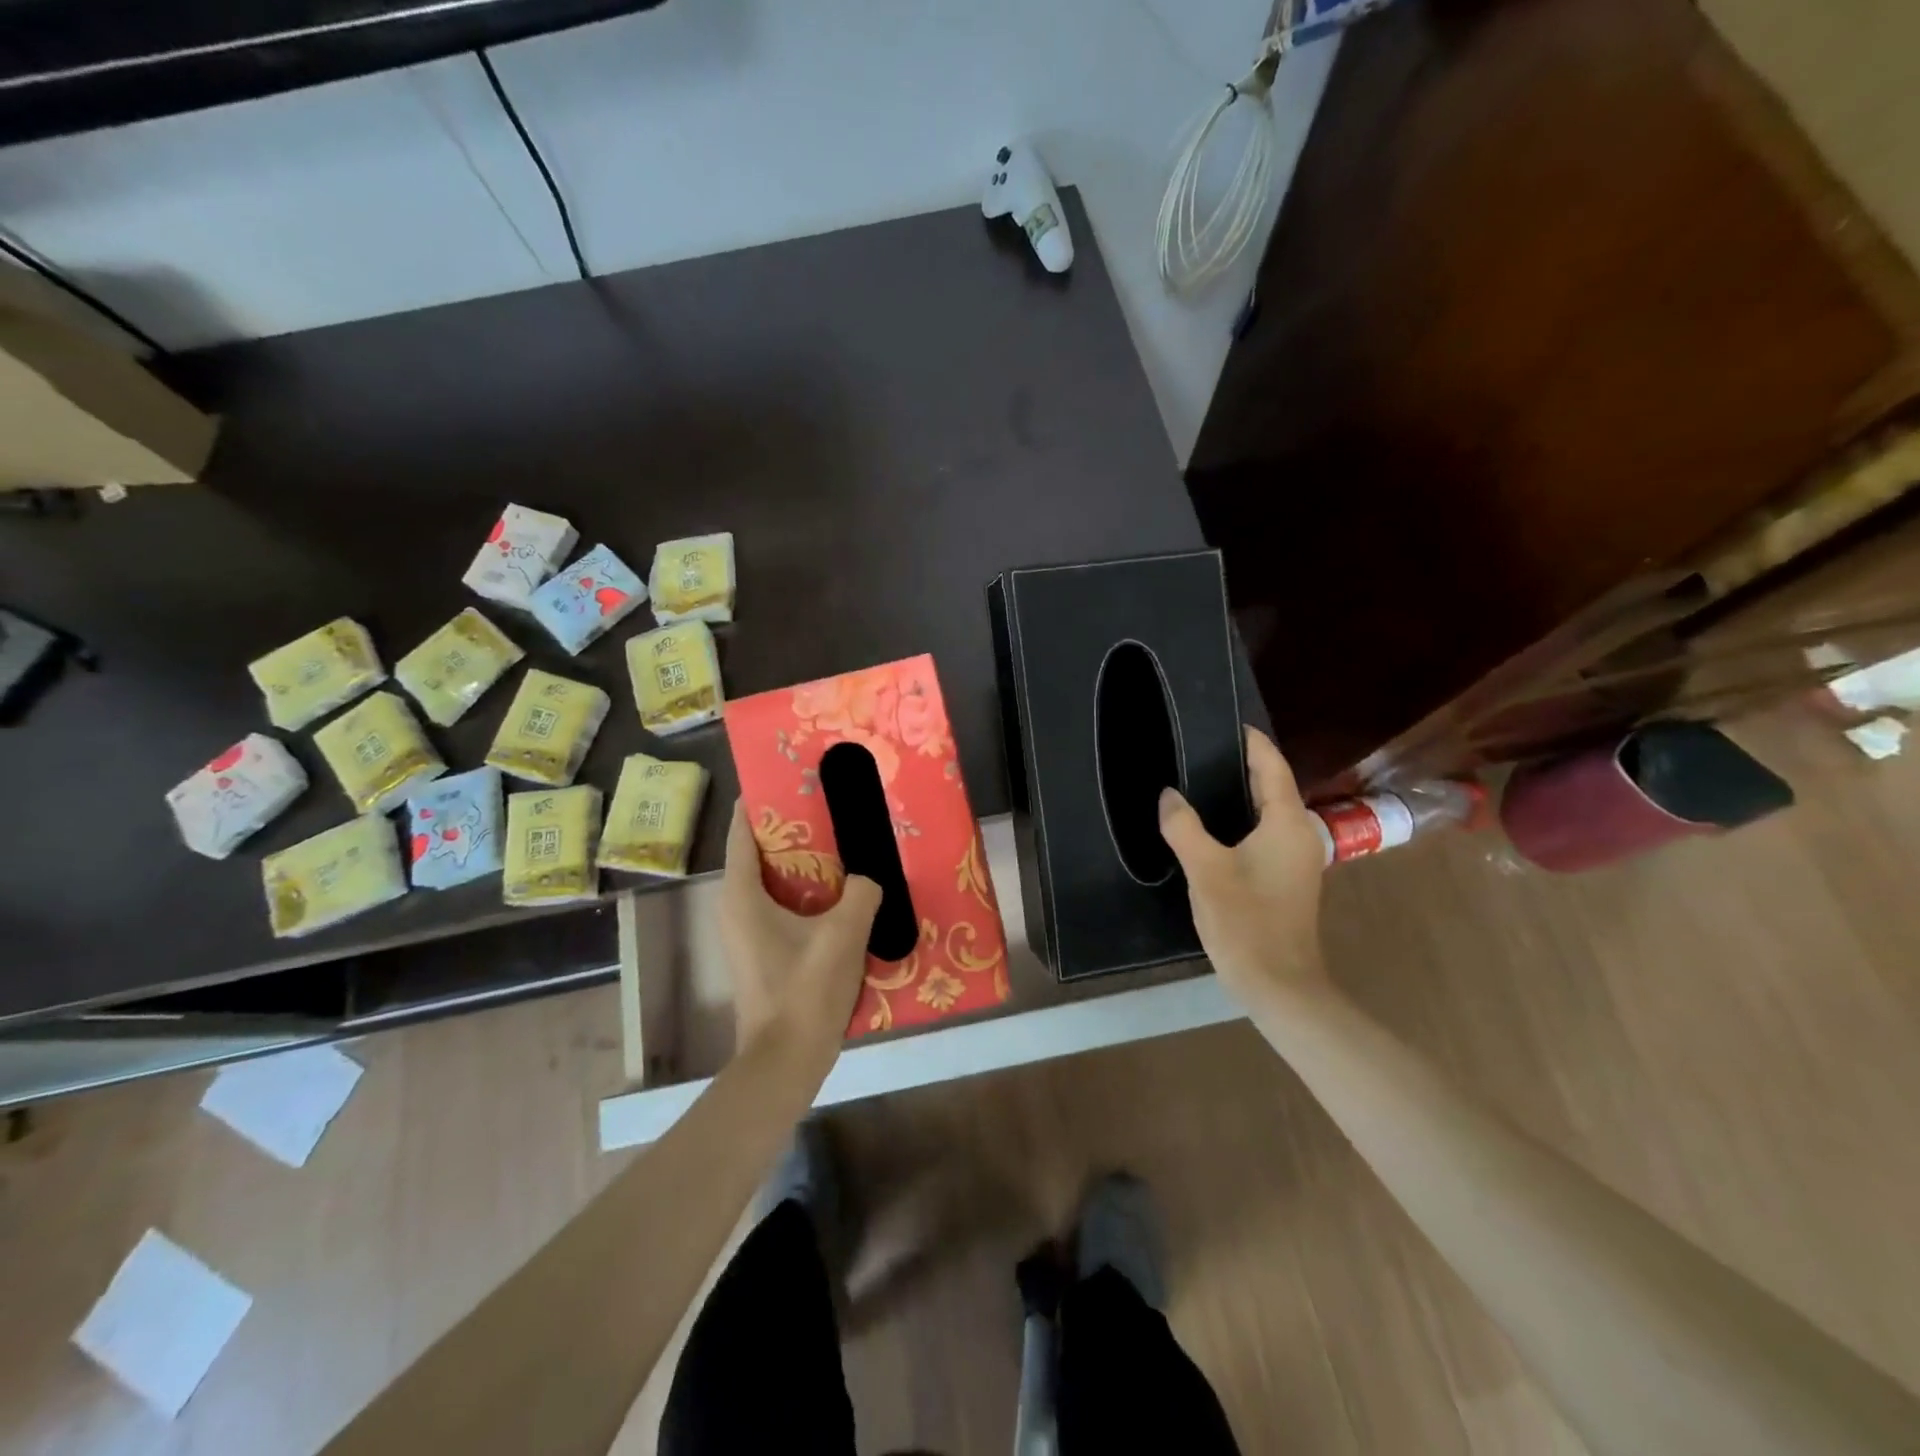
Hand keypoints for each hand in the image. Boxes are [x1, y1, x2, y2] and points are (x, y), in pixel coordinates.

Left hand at [719, 800, 882, 1062]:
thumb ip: (862, 892)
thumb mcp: (844, 933)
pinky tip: (845, 891)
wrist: (786, 1059)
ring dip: (805, 862)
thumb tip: (869, 877)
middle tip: (831, 804)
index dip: (762, 800)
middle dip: (794, 827)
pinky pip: (785, 904)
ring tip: (844, 841)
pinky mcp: (764, 950)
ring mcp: (748, 931)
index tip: (791, 776)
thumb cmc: (805, 990)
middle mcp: (737, 906)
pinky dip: (809, 891)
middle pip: (761, 852)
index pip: (743, 830)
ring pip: (776, 880)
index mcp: (742, 894)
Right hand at [1158, 727, 1329, 1008]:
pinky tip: (1213, 825)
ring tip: (1202, 779)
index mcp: (1287, 823)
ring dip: (1242, 793)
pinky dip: (1243, 818)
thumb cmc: (1246, 921)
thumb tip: (1169, 795)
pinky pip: (1265, 833)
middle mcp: (1300, 834)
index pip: (1272, 766)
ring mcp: (1296, 858)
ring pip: (1269, 811)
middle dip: (1243, 764)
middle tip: (1202, 748)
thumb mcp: (1206, 869)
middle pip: (1273, 785)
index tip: (1227, 722)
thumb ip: (1184, 826)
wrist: (1279, 984)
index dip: (1252, 742)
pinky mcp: (1287, 878)